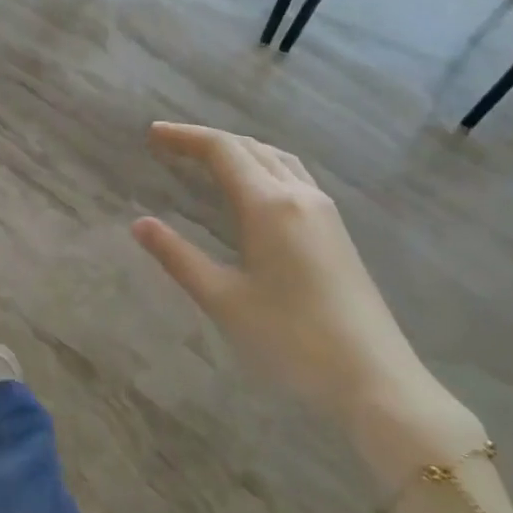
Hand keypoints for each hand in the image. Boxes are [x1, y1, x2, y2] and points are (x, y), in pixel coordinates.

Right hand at [133, 123, 480, 489]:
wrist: (373, 378)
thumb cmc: (289, 339)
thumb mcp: (223, 299)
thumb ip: (178, 257)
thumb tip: (140, 224)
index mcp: (270, 205)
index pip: (223, 151)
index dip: (185, 137)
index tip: (152, 134)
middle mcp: (300, 196)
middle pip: (251, 148)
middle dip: (208, 140)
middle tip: (169, 145)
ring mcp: (324, 212)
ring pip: (277, 160)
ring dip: (239, 150)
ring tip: (205, 159)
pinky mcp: (336, 232)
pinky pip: (294, 178)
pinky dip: (262, 168)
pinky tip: (252, 190)